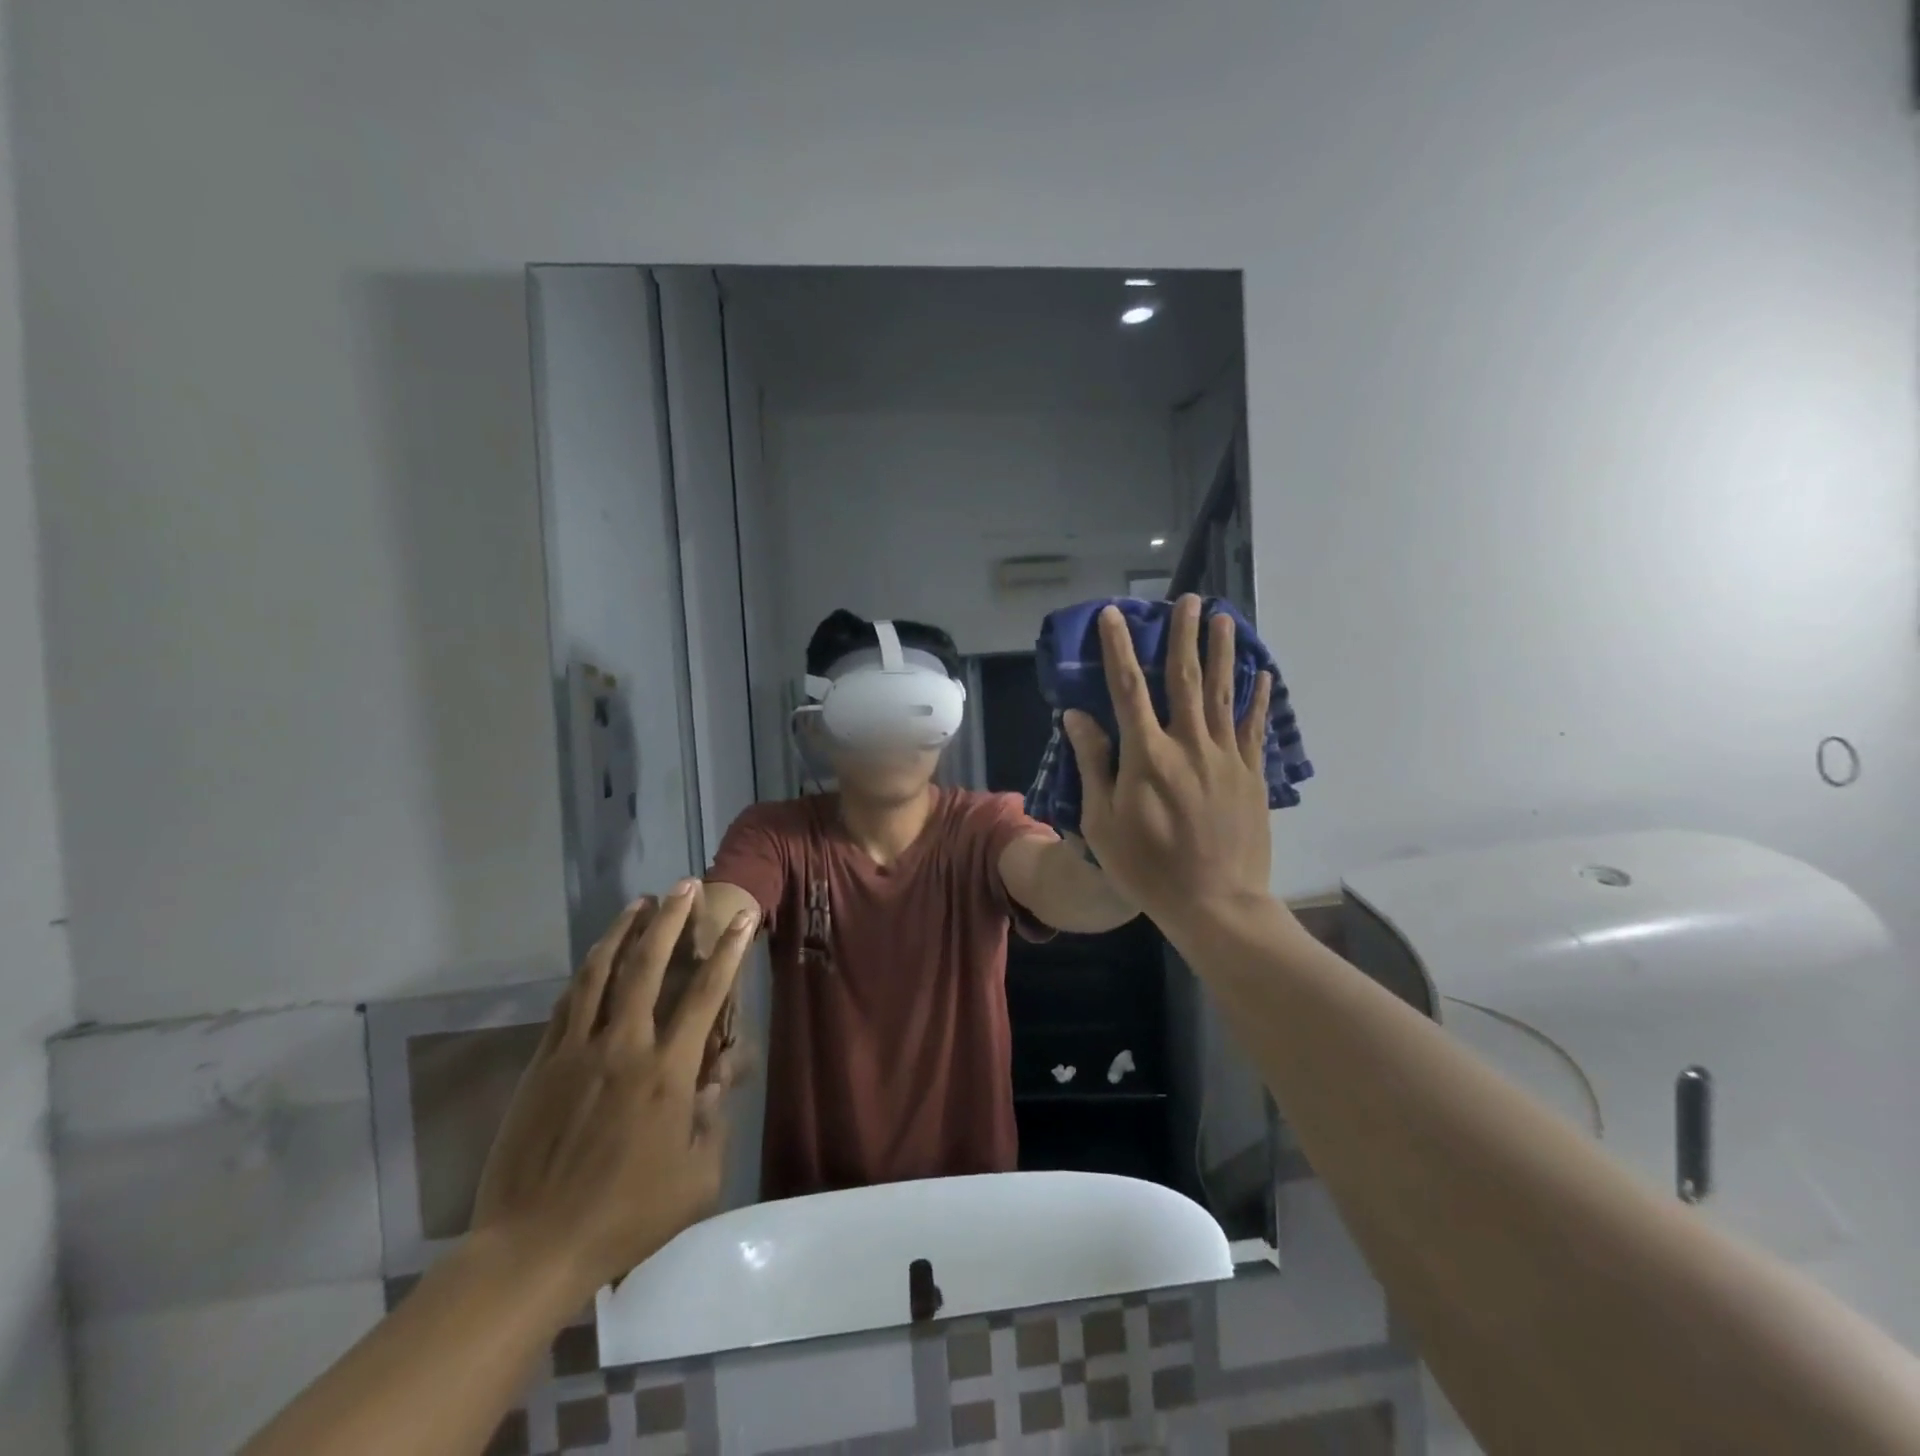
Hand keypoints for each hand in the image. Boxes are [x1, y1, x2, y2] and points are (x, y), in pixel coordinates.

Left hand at [472, 884, 758, 1291]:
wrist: (532, 1248)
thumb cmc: (626, 1217)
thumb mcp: (697, 1180)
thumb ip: (714, 1122)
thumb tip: (716, 1077)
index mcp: (667, 1072)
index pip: (705, 995)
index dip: (728, 952)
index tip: (742, 919)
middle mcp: (624, 1047)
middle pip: (647, 966)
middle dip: (670, 920)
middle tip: (685, 886)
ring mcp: (577, 1051)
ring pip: (600, 973)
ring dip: (623, 932)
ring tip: (640, 902)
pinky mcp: (542, 1064)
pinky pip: (567, 1003)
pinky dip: (586, 971)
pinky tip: (596, 957)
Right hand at [1060, 596, 1273, 932]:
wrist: (1215, 903)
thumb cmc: (1148, 867)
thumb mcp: (1103, 821)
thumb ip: (1094, 764)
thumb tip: (1078, 716)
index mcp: (1147, 756)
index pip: (1128, 689)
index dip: (1118, 648)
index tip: (1113, 615)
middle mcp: (1189, 745)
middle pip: (1185, 679)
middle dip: (1183, 636)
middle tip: (1188, 600)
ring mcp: (1225, 758)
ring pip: (1222, 694)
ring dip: (1222, 653)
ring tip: (1224, 618)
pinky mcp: (1251, 775)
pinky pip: (1253, 727)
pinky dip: (1257, 698)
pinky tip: (1261, 674)